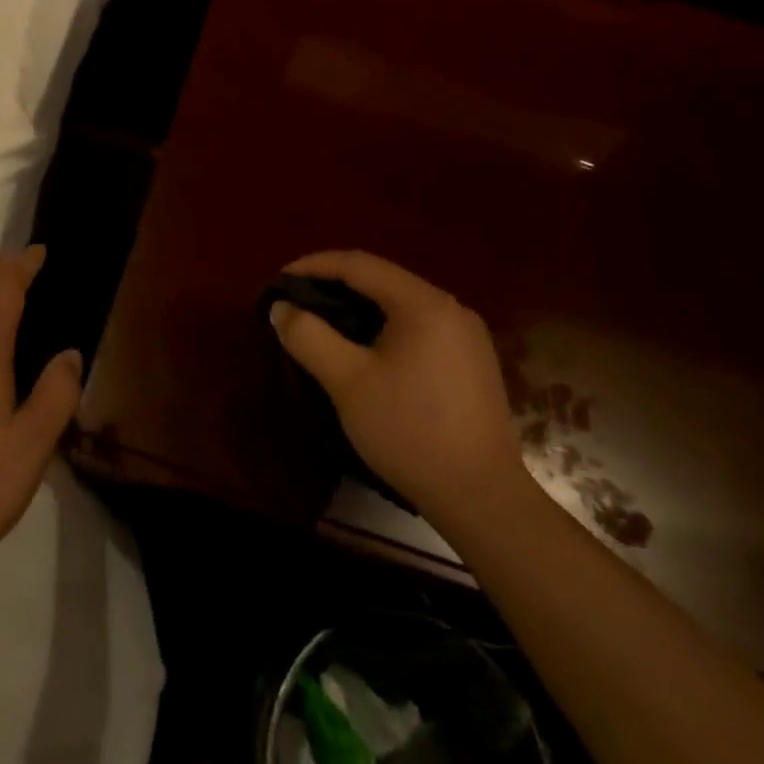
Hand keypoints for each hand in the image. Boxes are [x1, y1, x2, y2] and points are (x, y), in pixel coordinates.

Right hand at [270, 250, 527, 540]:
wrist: (482, 499)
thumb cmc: (410, 432)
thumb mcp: (347, 382)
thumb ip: (309, 336)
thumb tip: (281, 307)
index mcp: (423, 303)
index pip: (359, 264)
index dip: (314, 265)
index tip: (280, 280)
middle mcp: (450, 307)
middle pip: (381, 279)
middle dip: (334, 285)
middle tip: (297, 302)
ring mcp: (466, 335)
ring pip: (400, 303)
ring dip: (358, 306)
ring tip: (323, 323)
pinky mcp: (471, 361)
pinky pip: (418, 325)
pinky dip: (383, 325)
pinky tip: (365, 349)